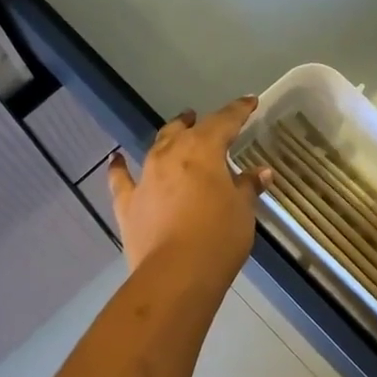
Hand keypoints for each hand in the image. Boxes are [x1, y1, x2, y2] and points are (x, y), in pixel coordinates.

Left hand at [108, 98, 270, 284]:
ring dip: (168, 139)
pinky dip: (119, 167)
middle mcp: (170, 155)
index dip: (238, 111)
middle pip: (184, 130)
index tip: (249, 102)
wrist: (176, 274)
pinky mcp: (128, 203)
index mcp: (203, 150)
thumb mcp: (242, 211)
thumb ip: (247, 187)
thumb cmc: (219, 237)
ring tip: (174, 133)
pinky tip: (116, 159)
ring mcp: (145, 177)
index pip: (224, 121)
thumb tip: (260, 173)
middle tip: (201, 120)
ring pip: (156, 147)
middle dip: (196, 123)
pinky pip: (121, 179)